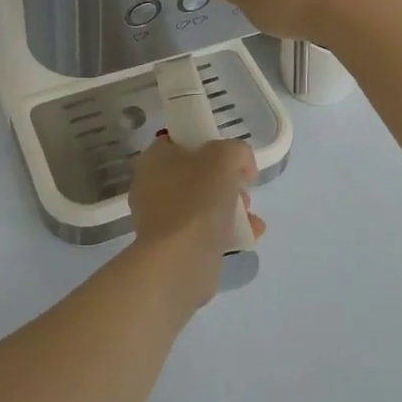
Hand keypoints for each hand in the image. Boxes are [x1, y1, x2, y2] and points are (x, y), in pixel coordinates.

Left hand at [128, 135, 264, 277]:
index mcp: (155, 159)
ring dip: (231, 208)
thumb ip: (236, 151)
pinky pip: (203, 231)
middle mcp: (152, 186)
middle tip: (242, 192)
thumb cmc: (197, 199)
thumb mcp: (224, 157)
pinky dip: (226, 231)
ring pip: (202, 204)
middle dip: (227, 182)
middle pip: (197, 174)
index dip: (210, 144)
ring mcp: (161, 218)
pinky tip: (249, 236)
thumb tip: (242, 168)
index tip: (232, 160)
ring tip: (249, 218)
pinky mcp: (172, 246)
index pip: (181, 141)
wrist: (180, 260)